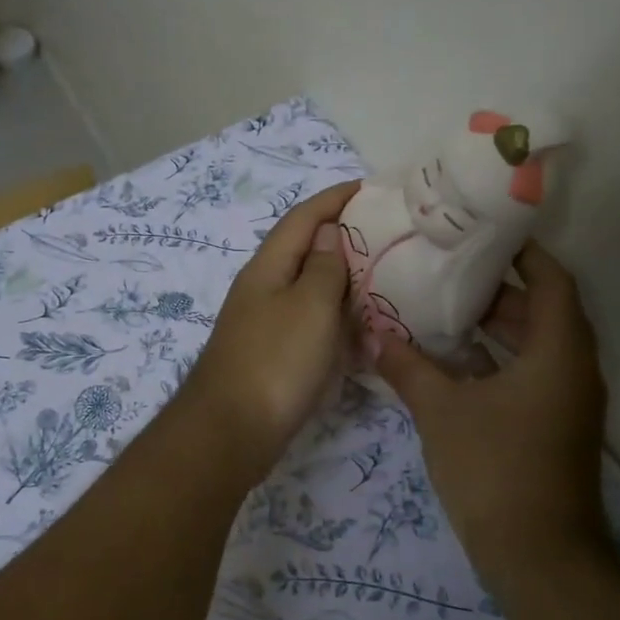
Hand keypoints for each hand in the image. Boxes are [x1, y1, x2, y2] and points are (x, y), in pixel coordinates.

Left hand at [184, 181, 359, 477]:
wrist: (231, 432)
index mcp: (268, 266)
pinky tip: (359, 325)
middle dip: (342, 235)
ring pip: (308, 287)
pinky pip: (309, 321)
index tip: (371, 187)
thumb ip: (325, 267)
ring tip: (383, 274)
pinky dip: (335, 315)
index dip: (335, 198)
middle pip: (304, 249)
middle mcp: (263, 288)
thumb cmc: (276, 362)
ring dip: (341, 277)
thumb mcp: (310, 306)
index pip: (303, 217)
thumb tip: (329, 232)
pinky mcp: (272, 354)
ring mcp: (265, 323)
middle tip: (388, 233)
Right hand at [374, 241, 609, 588]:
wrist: (538, 557)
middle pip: (544, 311)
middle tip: (449, 274)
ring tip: (445, 311)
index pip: (552, 281)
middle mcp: (574, 370)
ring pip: (536, 346)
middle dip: (499, 291)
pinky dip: (499, 361)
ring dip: (498, 328)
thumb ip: (408, 368)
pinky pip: (531, 376)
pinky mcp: (556, 428)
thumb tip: (375, 336)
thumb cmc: (494, 469)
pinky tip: (454, 364)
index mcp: (558, 352)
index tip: (484, 236)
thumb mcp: (441, 411)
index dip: (524, 253)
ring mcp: (568, 403)